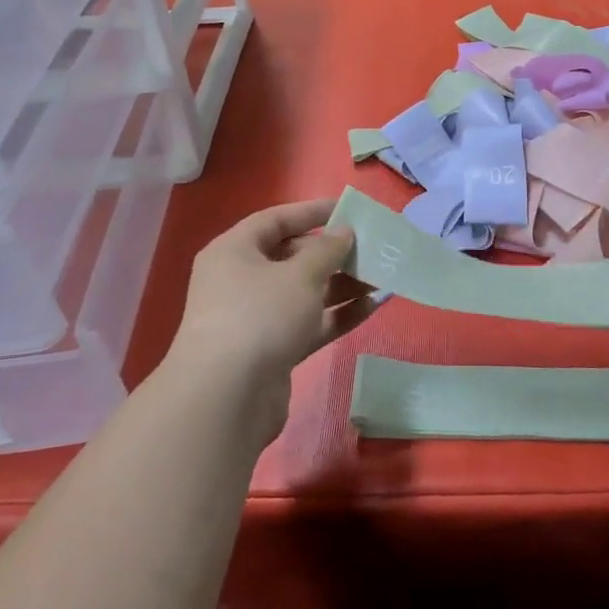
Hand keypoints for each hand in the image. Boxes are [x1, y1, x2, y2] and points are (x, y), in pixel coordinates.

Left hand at [168, 199, 376, 419]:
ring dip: (342, 285)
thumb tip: (343, 231)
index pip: (275, 220)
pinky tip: (374, 306)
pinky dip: (338, 314)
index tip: (347, 209)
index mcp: (234, 251)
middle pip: (292, 257)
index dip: (311, 212)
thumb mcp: (299, 275)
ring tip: (382, 276)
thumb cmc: (260, 316)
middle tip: (371, 248)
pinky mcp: (273, 351)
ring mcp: (257, 318)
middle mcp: (241, 280)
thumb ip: (327, 250)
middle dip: (333, 253)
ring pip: (305, 292)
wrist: (226, 399)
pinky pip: (310, 323)